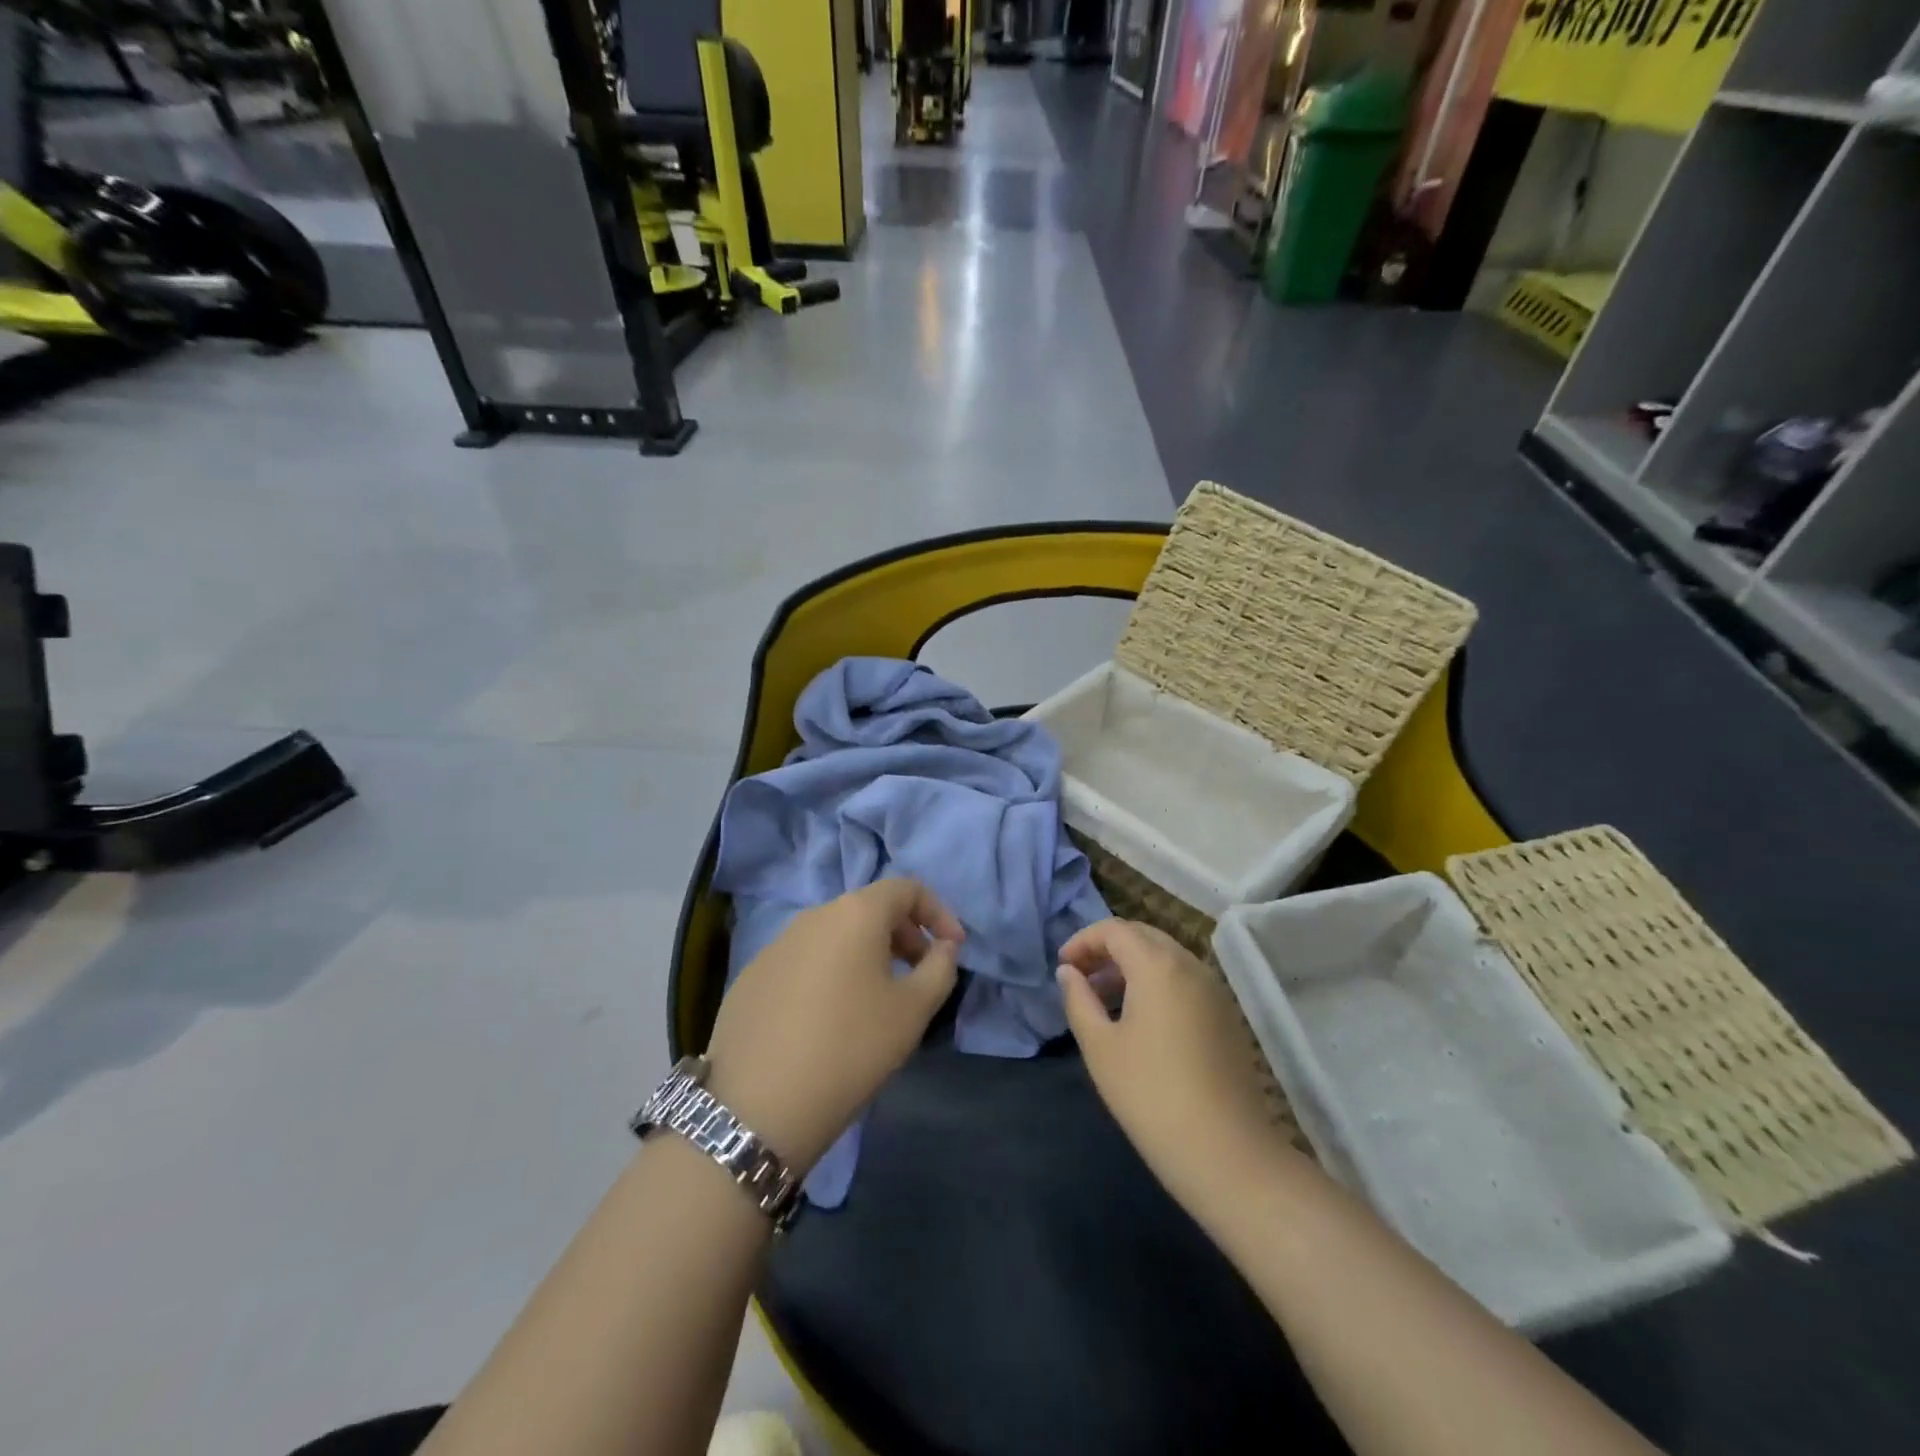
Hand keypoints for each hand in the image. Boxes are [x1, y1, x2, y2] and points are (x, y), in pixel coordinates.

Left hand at [705, 880, 962, 1173]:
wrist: (756, 1105)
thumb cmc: (850, 1048)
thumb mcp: (912, 1011)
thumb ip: (940, 969)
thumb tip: (943, 947)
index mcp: (855, 913)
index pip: (906, 888)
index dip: (938, 912)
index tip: (953, 949)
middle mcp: (813, 916)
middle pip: (869, 909)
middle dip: (904, 934)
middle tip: (920, 975)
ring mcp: (777, 944)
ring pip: (835, 935)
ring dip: (867, 955)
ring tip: (877, 999)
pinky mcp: (752, 976)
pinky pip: (805, 960)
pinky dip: (831, 974)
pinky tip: (830, 1019)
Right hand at [1057, 919, 1286, 1209]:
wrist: (1226, 1152)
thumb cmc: (1150, 1094)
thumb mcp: (1100, 1046)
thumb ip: (1079, 999)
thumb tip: (1068, 972)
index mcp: (1157, 965)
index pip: (1115, 930)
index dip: (1083, 940)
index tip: (1063, 966)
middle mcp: (1190, 965)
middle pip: (1143, 935)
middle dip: (1107, 948)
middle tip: (1080, 976)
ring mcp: (1214, 989)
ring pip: (1166, 956)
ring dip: (1131, 964)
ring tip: (1104, 998)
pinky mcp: (1226, 1014)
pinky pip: (1184, 978)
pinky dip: (1156, 981)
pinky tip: (1139, 1018)